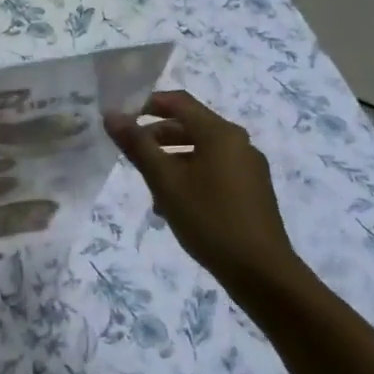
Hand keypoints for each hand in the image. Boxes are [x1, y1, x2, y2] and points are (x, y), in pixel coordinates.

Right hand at [105, 91, 304, 298]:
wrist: (261, 271)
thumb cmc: (209, 219)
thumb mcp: (165, 181)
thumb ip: (137, 146)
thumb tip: (112, 115)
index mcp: (220, 133)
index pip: (178, 102)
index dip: (146, 104)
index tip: (120, 119)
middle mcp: (238, 143)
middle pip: (189, 126)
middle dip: (156, 137)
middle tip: (129, 155)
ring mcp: (247, 168)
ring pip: (200, 151)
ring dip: (170, 161)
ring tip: (148, 187)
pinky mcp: (250, 191)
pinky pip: (213, 171)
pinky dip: (189, 177)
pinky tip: (173, 206)